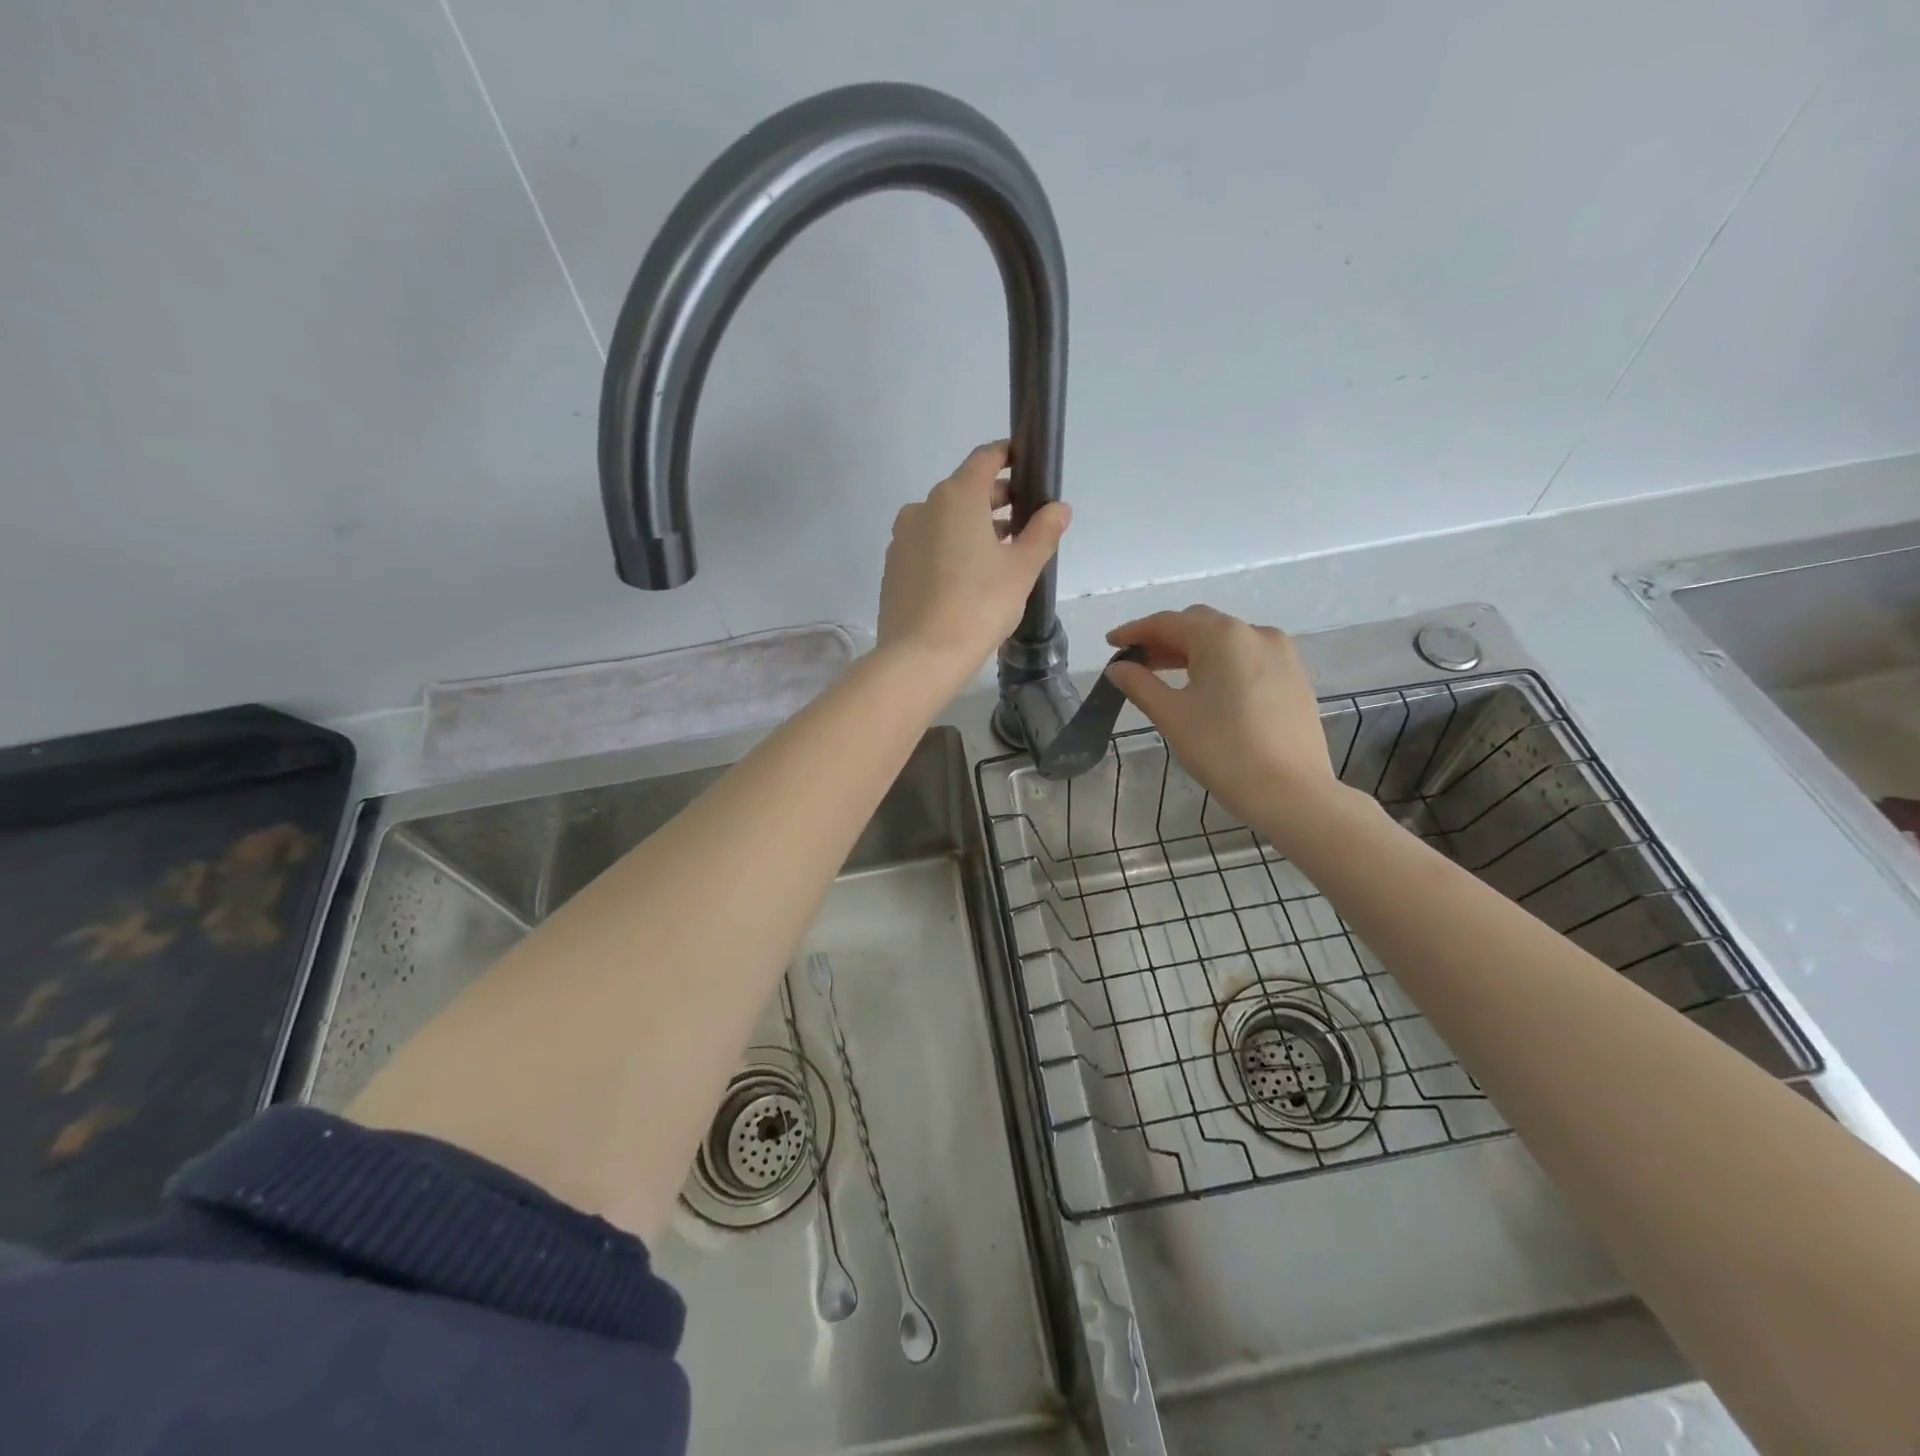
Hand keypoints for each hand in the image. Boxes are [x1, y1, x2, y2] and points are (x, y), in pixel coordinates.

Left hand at [877, 441, 1070, 673]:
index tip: (1027, 467)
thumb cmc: (979, 605)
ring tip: (999, 555)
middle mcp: (923, 507)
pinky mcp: (893, 567)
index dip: (1009, 456)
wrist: (921, 656)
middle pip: (964, 490)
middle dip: (995, 500)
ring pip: (944, 520)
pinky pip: (927, 546)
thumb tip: (1059, 508)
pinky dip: (949, 549)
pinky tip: (966, 578)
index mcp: (957, 497)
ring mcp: (903, 538)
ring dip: (972, 527)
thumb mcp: (1022, 569)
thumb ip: (1043, 532)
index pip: (985, 458)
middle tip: (1023, 521)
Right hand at [1105, 606, 1337, 821]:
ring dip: (1192, 651)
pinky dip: (1220, 663)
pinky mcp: (1294, 677)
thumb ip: (1139, 684)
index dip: (1135, 631)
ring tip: (1166, 673)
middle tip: (1136, 660)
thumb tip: (1117, 668)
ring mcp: (1281, 654)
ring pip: (1225, 641)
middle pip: (1199, 625)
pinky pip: (1247, 657)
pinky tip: (1206, 686)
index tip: (1110, 643)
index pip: (1168, 622)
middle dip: (1164, 638)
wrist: (1291, 792)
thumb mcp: (1171, 715)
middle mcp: (1255, 632)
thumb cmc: (1223, 750)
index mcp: (1222, 636)